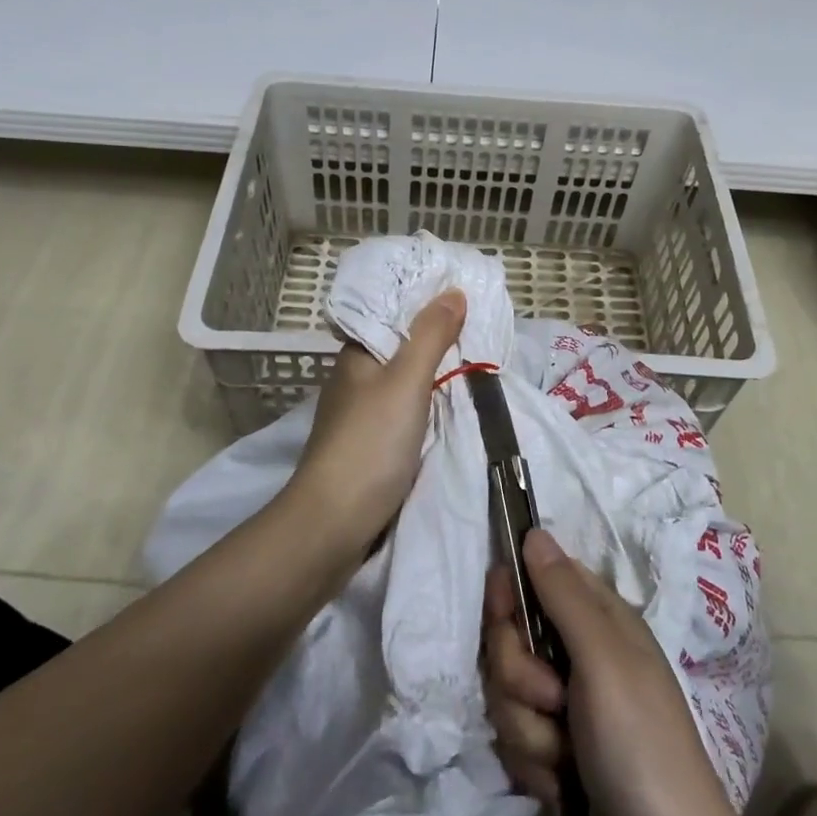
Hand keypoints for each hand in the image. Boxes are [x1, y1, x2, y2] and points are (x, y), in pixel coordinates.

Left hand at [289, 290, 465, 557]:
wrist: (334, 523)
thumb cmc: (370, 442)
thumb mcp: (406, 381)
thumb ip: (431, 336)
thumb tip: (454, 291)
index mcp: (356, 355)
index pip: (391, 314)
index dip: (424, 303)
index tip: (463, 295)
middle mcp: (355, 379)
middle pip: (400, 347)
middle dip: (437, 338)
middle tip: (482, 327)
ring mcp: (360, 415)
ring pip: (405, 382)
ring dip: (435, 373)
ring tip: (477, 359)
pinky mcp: (369, 445)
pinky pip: (406, 410)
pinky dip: (429, 403)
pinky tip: (454, 404)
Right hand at [484, 530, 770, 815]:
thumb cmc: (641, 745)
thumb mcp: (603, 659)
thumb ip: (563, 594)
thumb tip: (534, 531)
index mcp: (599, 620)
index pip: (536, 580)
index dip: (511, 596)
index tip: (502, 615)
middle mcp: (581, 655)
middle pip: (511, 641)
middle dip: (519, 677)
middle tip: (552, 701)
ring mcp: (568, 707)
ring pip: (508, 694)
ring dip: (527, 730)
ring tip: (564, 756)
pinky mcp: (557, 753)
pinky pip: (516, 739)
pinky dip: (534, 765)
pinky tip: (562, 785)